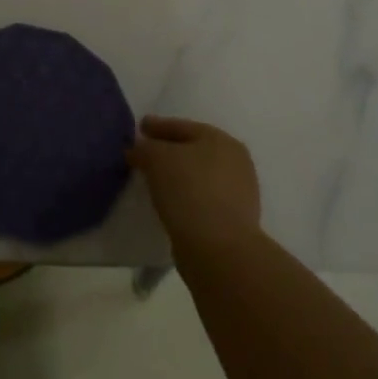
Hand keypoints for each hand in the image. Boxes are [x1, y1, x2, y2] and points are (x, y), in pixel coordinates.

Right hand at [128, 116, 261, 256]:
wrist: (219, 251)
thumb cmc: (188, 190)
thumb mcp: (155, 158)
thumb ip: (143, 147)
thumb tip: (138, 150)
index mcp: (221, 140)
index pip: (181, 127)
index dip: (157, 127)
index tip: (139, 128)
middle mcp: (236, 163)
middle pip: (192, 151)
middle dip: (168, 152)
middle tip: (144, 154)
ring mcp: (239, 195)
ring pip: (198, 177)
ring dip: (177, 177)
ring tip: (153, 181)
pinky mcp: (233, 223)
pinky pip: (201, 200)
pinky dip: (185, 198)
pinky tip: (168, 203)